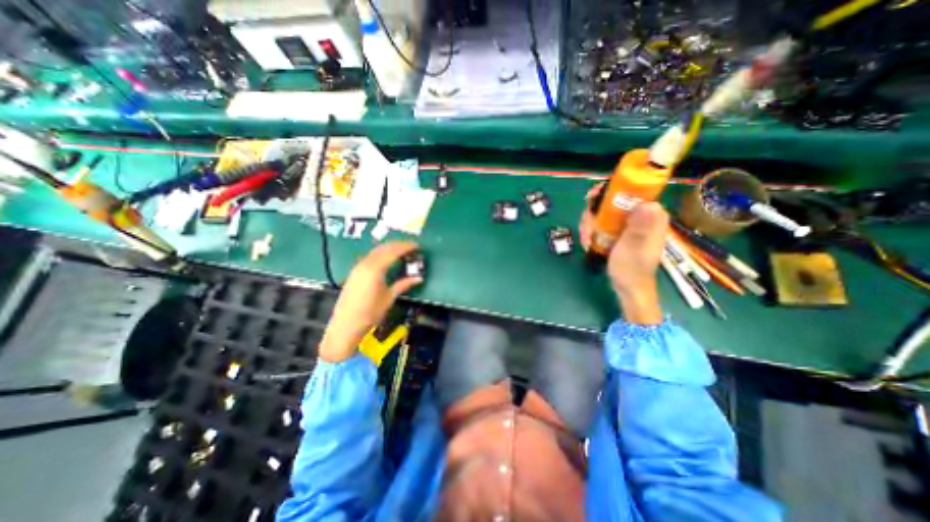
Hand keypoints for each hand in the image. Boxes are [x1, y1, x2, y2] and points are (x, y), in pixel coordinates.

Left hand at [320, 240, 420, 360]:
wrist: (346, 325)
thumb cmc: (370, 313)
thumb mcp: (389, 298)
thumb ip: (403, 284)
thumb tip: (419, 278)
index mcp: (375, 269)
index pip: (392, 252)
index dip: (405, 247)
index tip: (416, 246)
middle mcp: (365, 264)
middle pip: (383, 248)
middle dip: (398, 245)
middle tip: (411, 245)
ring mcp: (358, 267)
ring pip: (375, 251)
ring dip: (389, 248)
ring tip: (401, 250)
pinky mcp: (355, 272)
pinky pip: (370, 256)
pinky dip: (381, 253)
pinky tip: (387, 258)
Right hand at [579, 185, 663, 323]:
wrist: (628, 288)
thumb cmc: (632, 268)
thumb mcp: (634, 247)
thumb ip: (641, 227)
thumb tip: (649, 204)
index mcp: (650, 216)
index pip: (632, 191)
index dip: (611, 190)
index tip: (592, 197)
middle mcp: (641, 216)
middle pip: (614, 201)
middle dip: (595, 212)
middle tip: (586, 226)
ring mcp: (630, 225)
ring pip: (605, 212)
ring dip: (591, 223)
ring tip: (586, 238)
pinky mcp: (621, 233)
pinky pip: (603, 223)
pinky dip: (593, 230)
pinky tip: (589, 241)